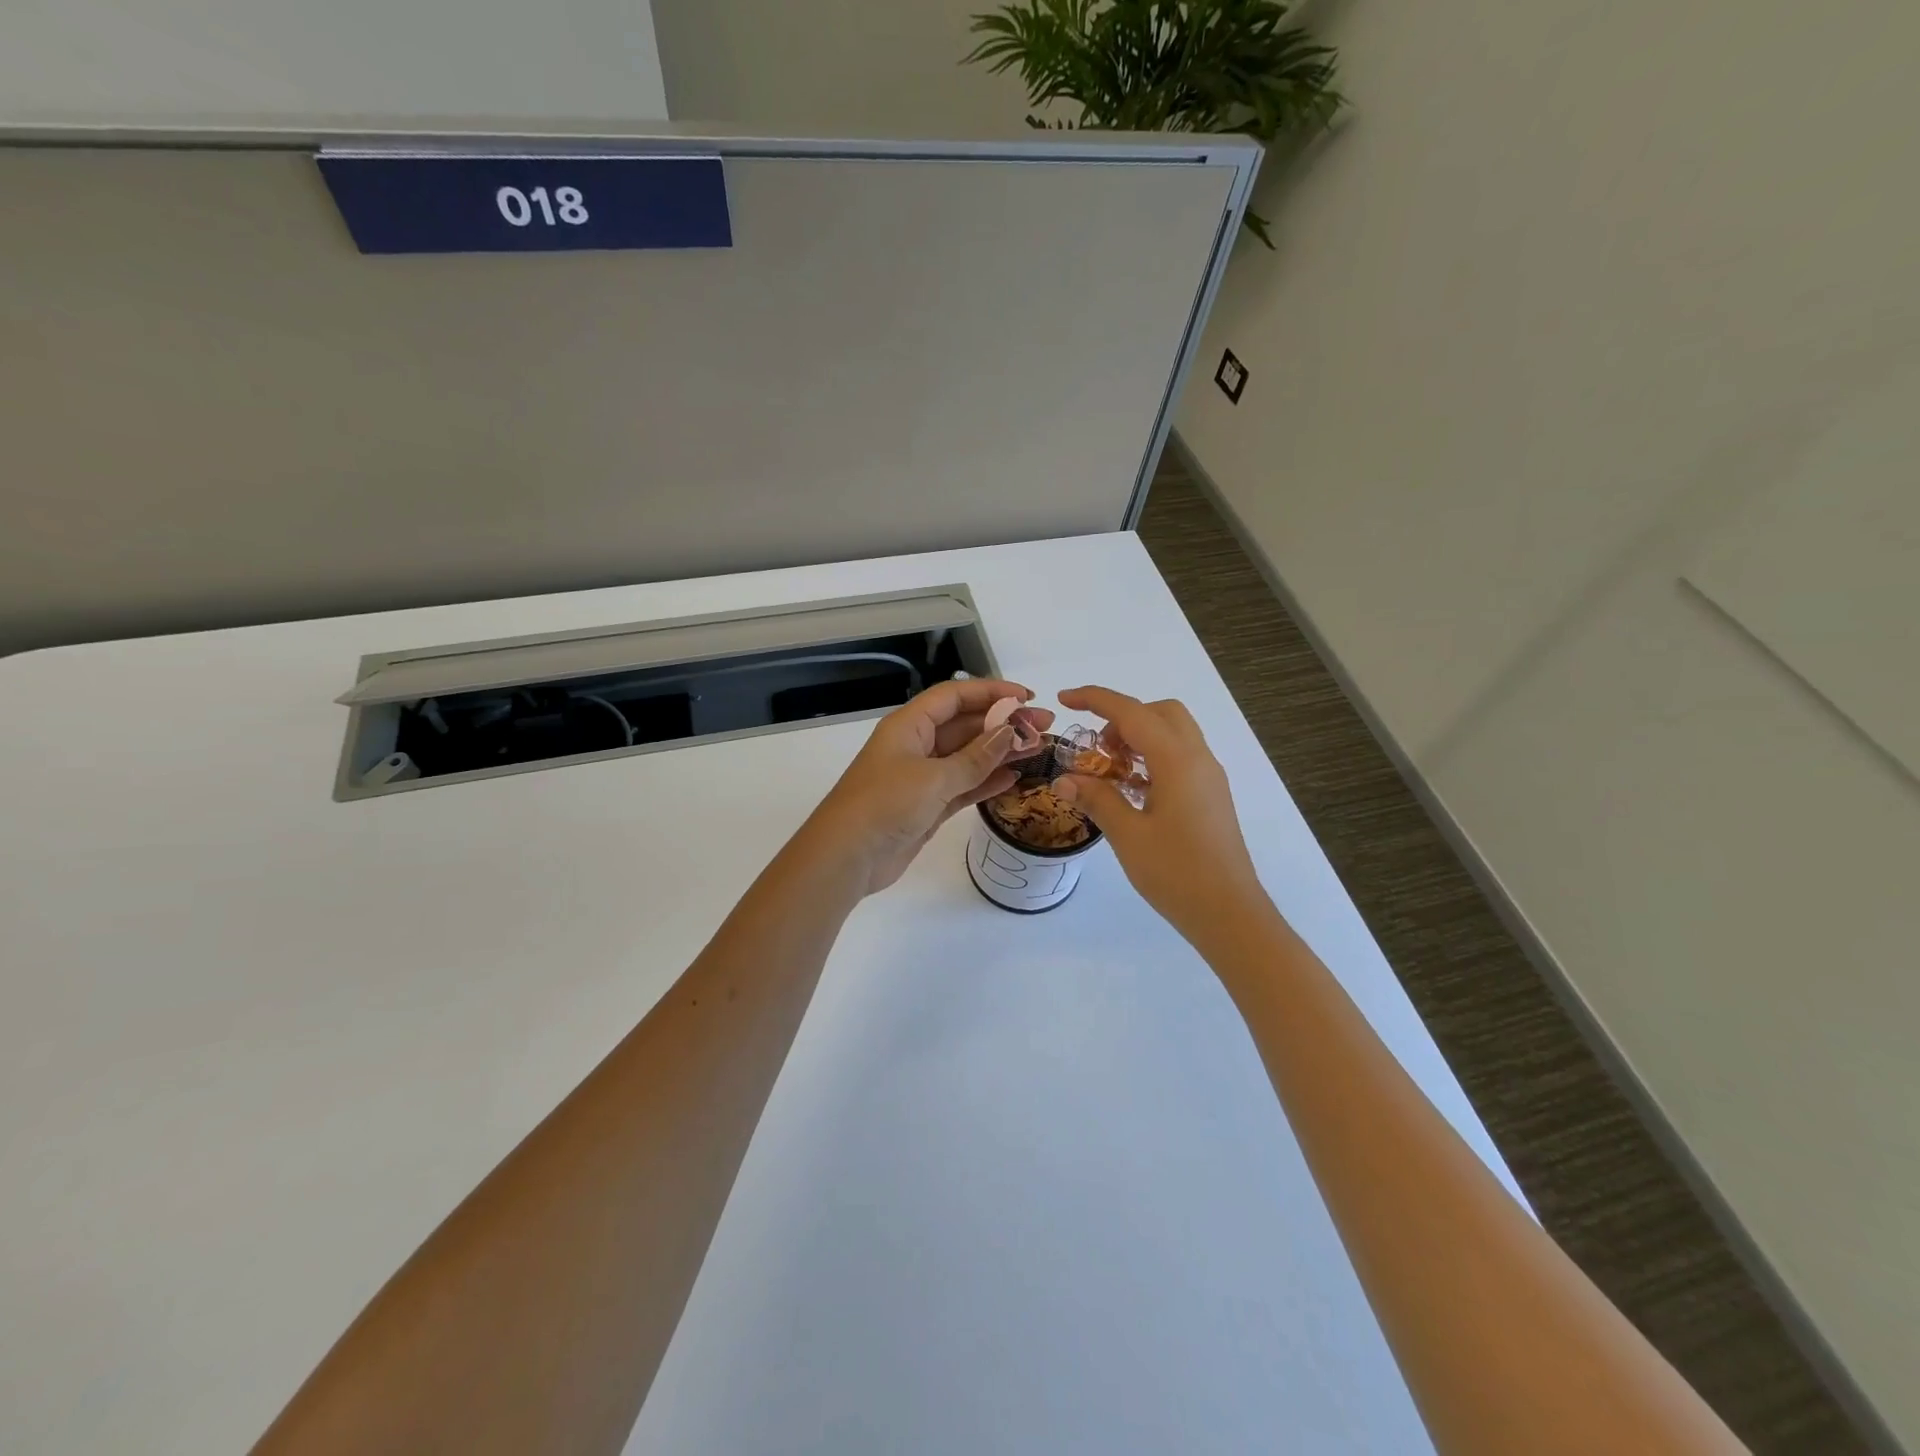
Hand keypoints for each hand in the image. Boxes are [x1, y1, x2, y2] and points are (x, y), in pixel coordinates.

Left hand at [808, 679, 1054, 896]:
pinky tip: (1014, 778)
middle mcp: (916, 745)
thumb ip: (975, 758)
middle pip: (965, 725)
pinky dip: (987, 781)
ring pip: (968, 757)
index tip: (1027, 698)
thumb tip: (1009, 733)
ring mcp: (922, 777)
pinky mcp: (927, 805)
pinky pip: (963, 785)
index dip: (991, 692)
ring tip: (1038, 750)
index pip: (954, 696)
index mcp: (909, 725)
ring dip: (1000, 753)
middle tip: (1044, 727)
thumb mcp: (933, 777)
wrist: (847, 857)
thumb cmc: (885, 805)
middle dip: (1003, 724)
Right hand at [1054, 686, 1266, 942]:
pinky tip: (1131, 790)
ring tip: (1109, 772)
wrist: (1229, 913)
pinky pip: (1180, 758)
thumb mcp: (1127, 835)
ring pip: (1173, 734)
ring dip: (1138, 738)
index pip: (1132, 712)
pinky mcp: (1210, 796)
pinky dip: (1152, 759)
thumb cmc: (1177, 873)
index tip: (1065, 699)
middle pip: (1160, 713)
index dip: (1096, 699)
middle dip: (1123, 718)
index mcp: (1177, 761)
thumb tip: (1064, 778)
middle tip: (1096, 749)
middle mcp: (1198, 759)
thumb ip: (1097, 799)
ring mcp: (1208, 777)